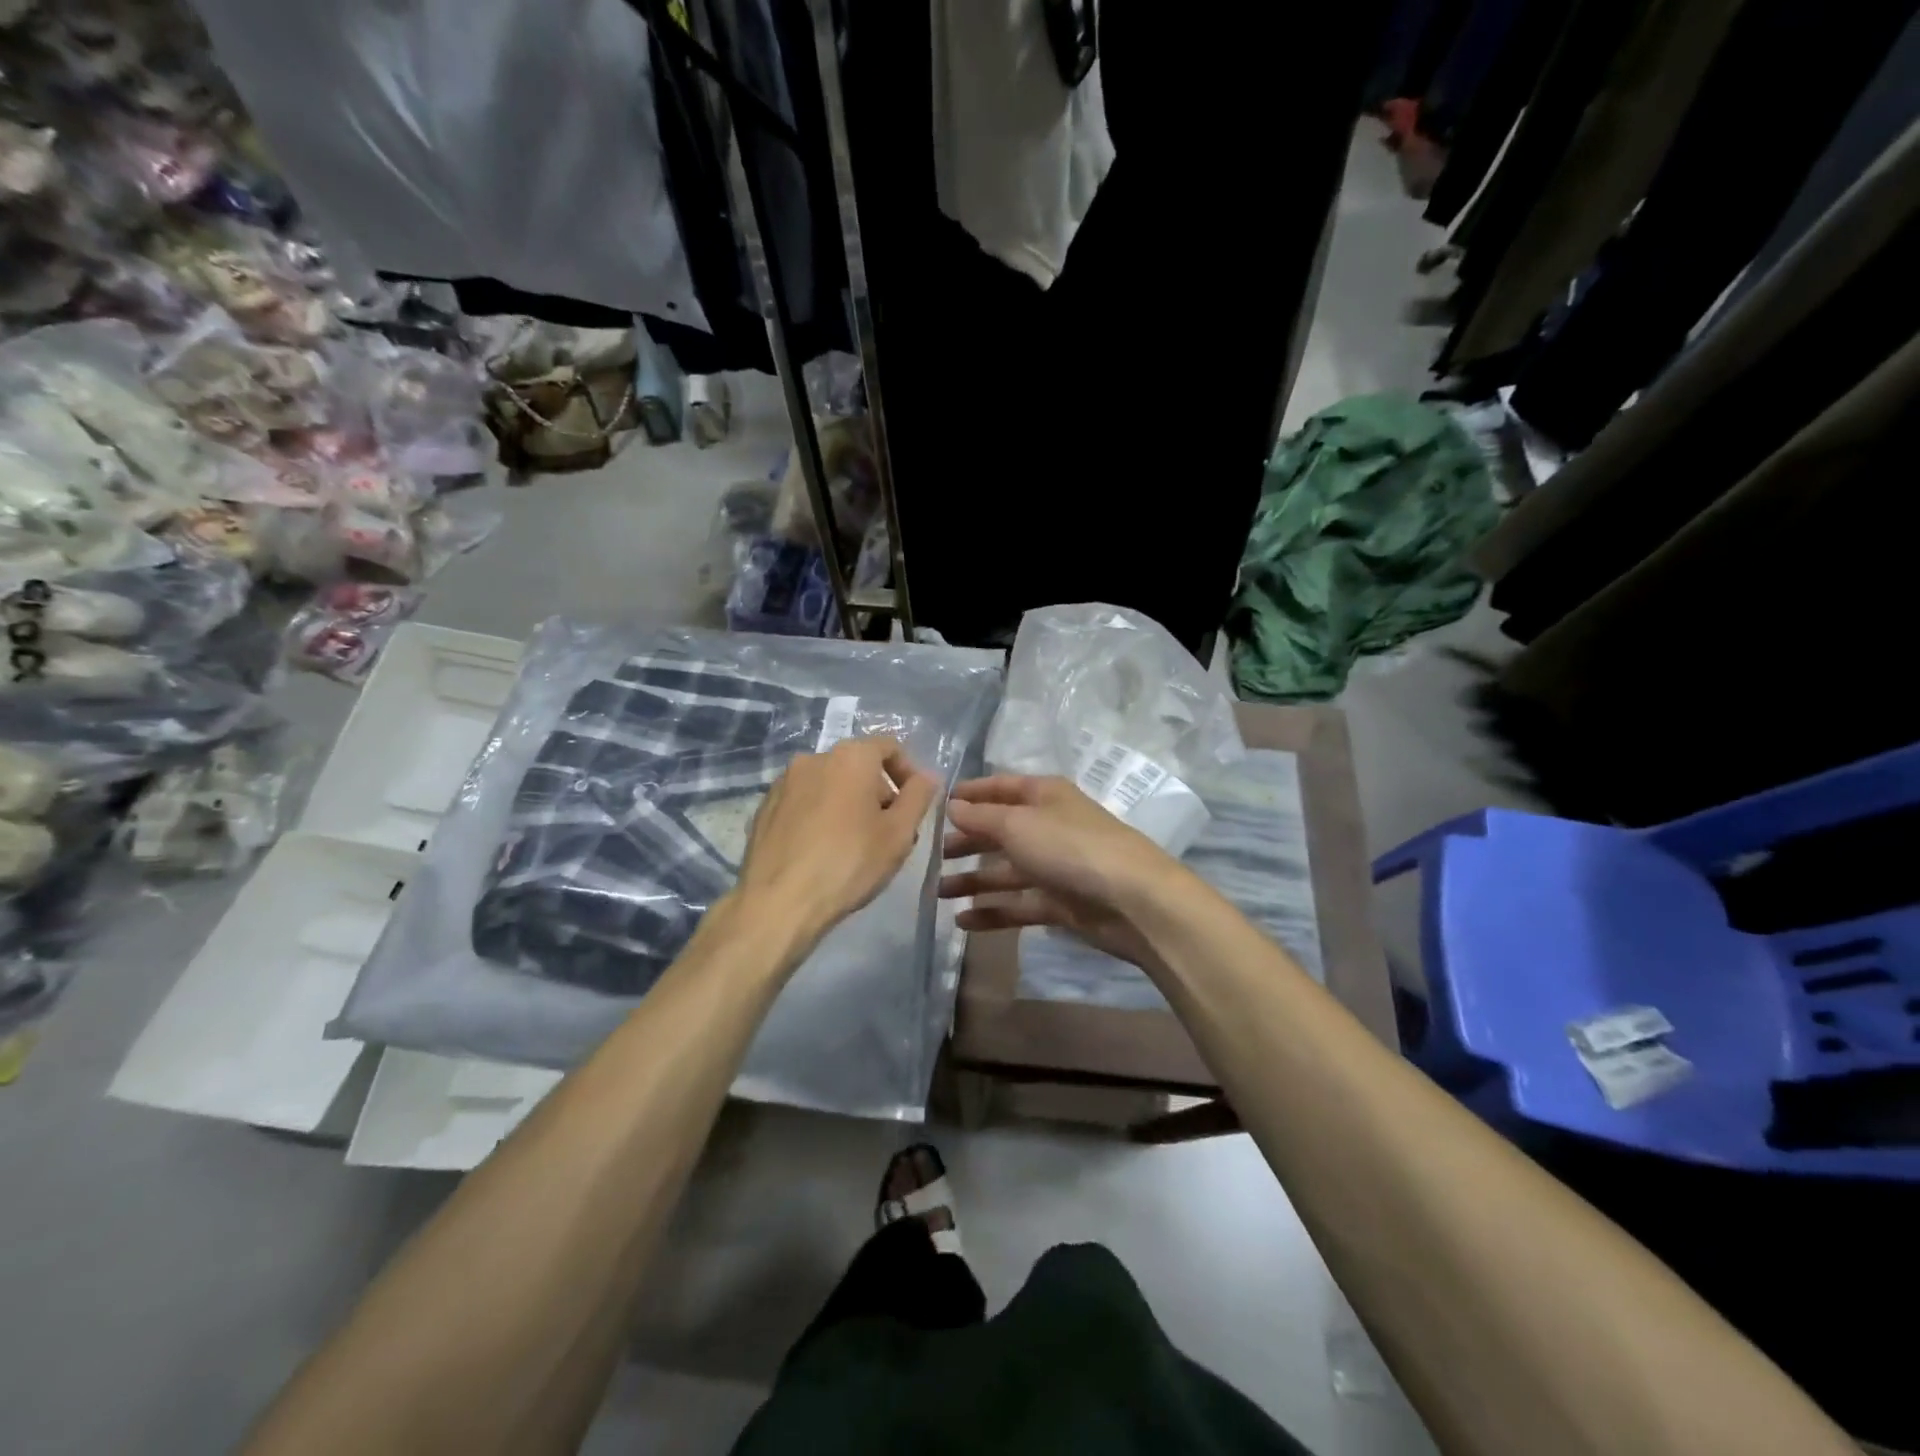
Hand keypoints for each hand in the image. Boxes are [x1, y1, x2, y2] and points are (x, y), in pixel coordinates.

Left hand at [735, 736, 937, 945]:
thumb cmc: (849, 863)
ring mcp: (784, 782)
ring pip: (829, 783)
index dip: (908, 773)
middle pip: (858, 765)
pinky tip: (823, 850)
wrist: (778, 902)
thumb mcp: (899, 833)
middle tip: (890, 831)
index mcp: (851, 756)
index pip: (890, 747)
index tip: (914, 806)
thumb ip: (918, 796)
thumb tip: (927, 776)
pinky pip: (804, 802)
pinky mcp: (765, 807)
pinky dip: (820, 815)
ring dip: (848, 804)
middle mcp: (814, 758)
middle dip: (878, 792)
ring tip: (856, 844)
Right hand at [938, 775, 1188, 967]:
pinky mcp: (1060, 902)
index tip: (938, 804)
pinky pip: (1018, 904)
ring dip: (973, 880)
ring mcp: (1056, 866)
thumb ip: (981, 817)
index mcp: (1044, 796)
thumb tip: (952, 806)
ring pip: (1006, 871)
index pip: (1001, 787)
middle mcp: (1049, 826)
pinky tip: (962, 921)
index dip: (971, 794)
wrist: (1132, 900)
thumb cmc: (1070, 847)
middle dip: (967, 841)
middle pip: (1000, 831)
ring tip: (937, 892)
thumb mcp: (1017, 824)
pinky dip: (992, 912)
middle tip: (931, 855)